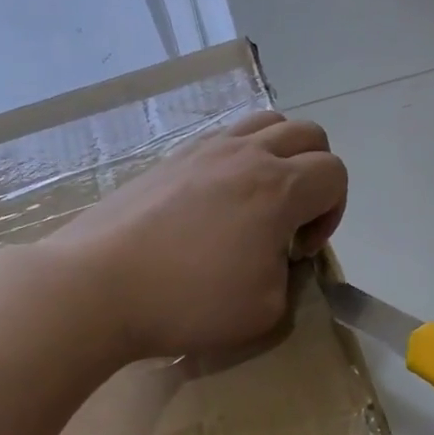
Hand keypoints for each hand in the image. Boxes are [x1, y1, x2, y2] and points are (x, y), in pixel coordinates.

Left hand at [49, 110, 346, 359]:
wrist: (98, 286)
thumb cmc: (189, 302)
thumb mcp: (266, 311)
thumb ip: (289, 276)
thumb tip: (277, 254)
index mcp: (278, 188)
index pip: (335, 174)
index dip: (333, 213)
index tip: (301, 250)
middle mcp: (246, 155)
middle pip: (309, 135)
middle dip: (317, 175)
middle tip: (291, 220)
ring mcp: (204, 150)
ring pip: (266, 123)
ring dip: (280, 156)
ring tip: (259, 201)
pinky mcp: (171, 158)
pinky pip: (223, 138)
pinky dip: (239, 158)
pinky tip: (217, 202)